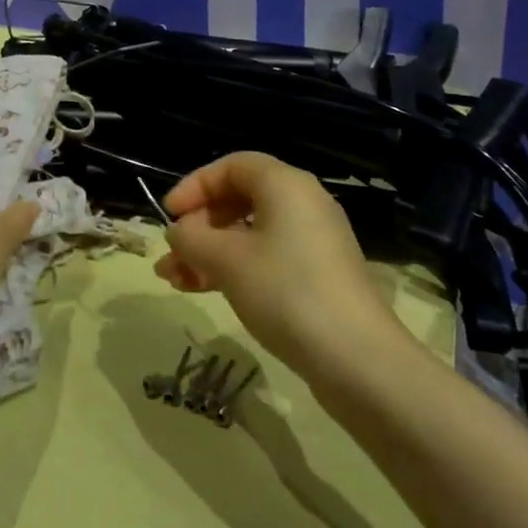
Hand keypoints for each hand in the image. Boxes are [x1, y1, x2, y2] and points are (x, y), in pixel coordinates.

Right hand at [155, 152, 409, 380]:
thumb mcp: (226, 260)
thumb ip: (191, 238)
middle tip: (171, 253)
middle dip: (198, 226)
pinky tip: (202, 290)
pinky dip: (233, 268)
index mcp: (285, 184)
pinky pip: (265, 258)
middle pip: (239, 199)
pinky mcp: (317, 276)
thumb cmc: (286, 291)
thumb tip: (177, 232)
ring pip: (248, 234)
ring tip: (173, 280)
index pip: (231, 166)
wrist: (358, 360)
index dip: (195, 185)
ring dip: (209, 252)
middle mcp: (302, 203)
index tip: (169, 214)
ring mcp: (312, 242)